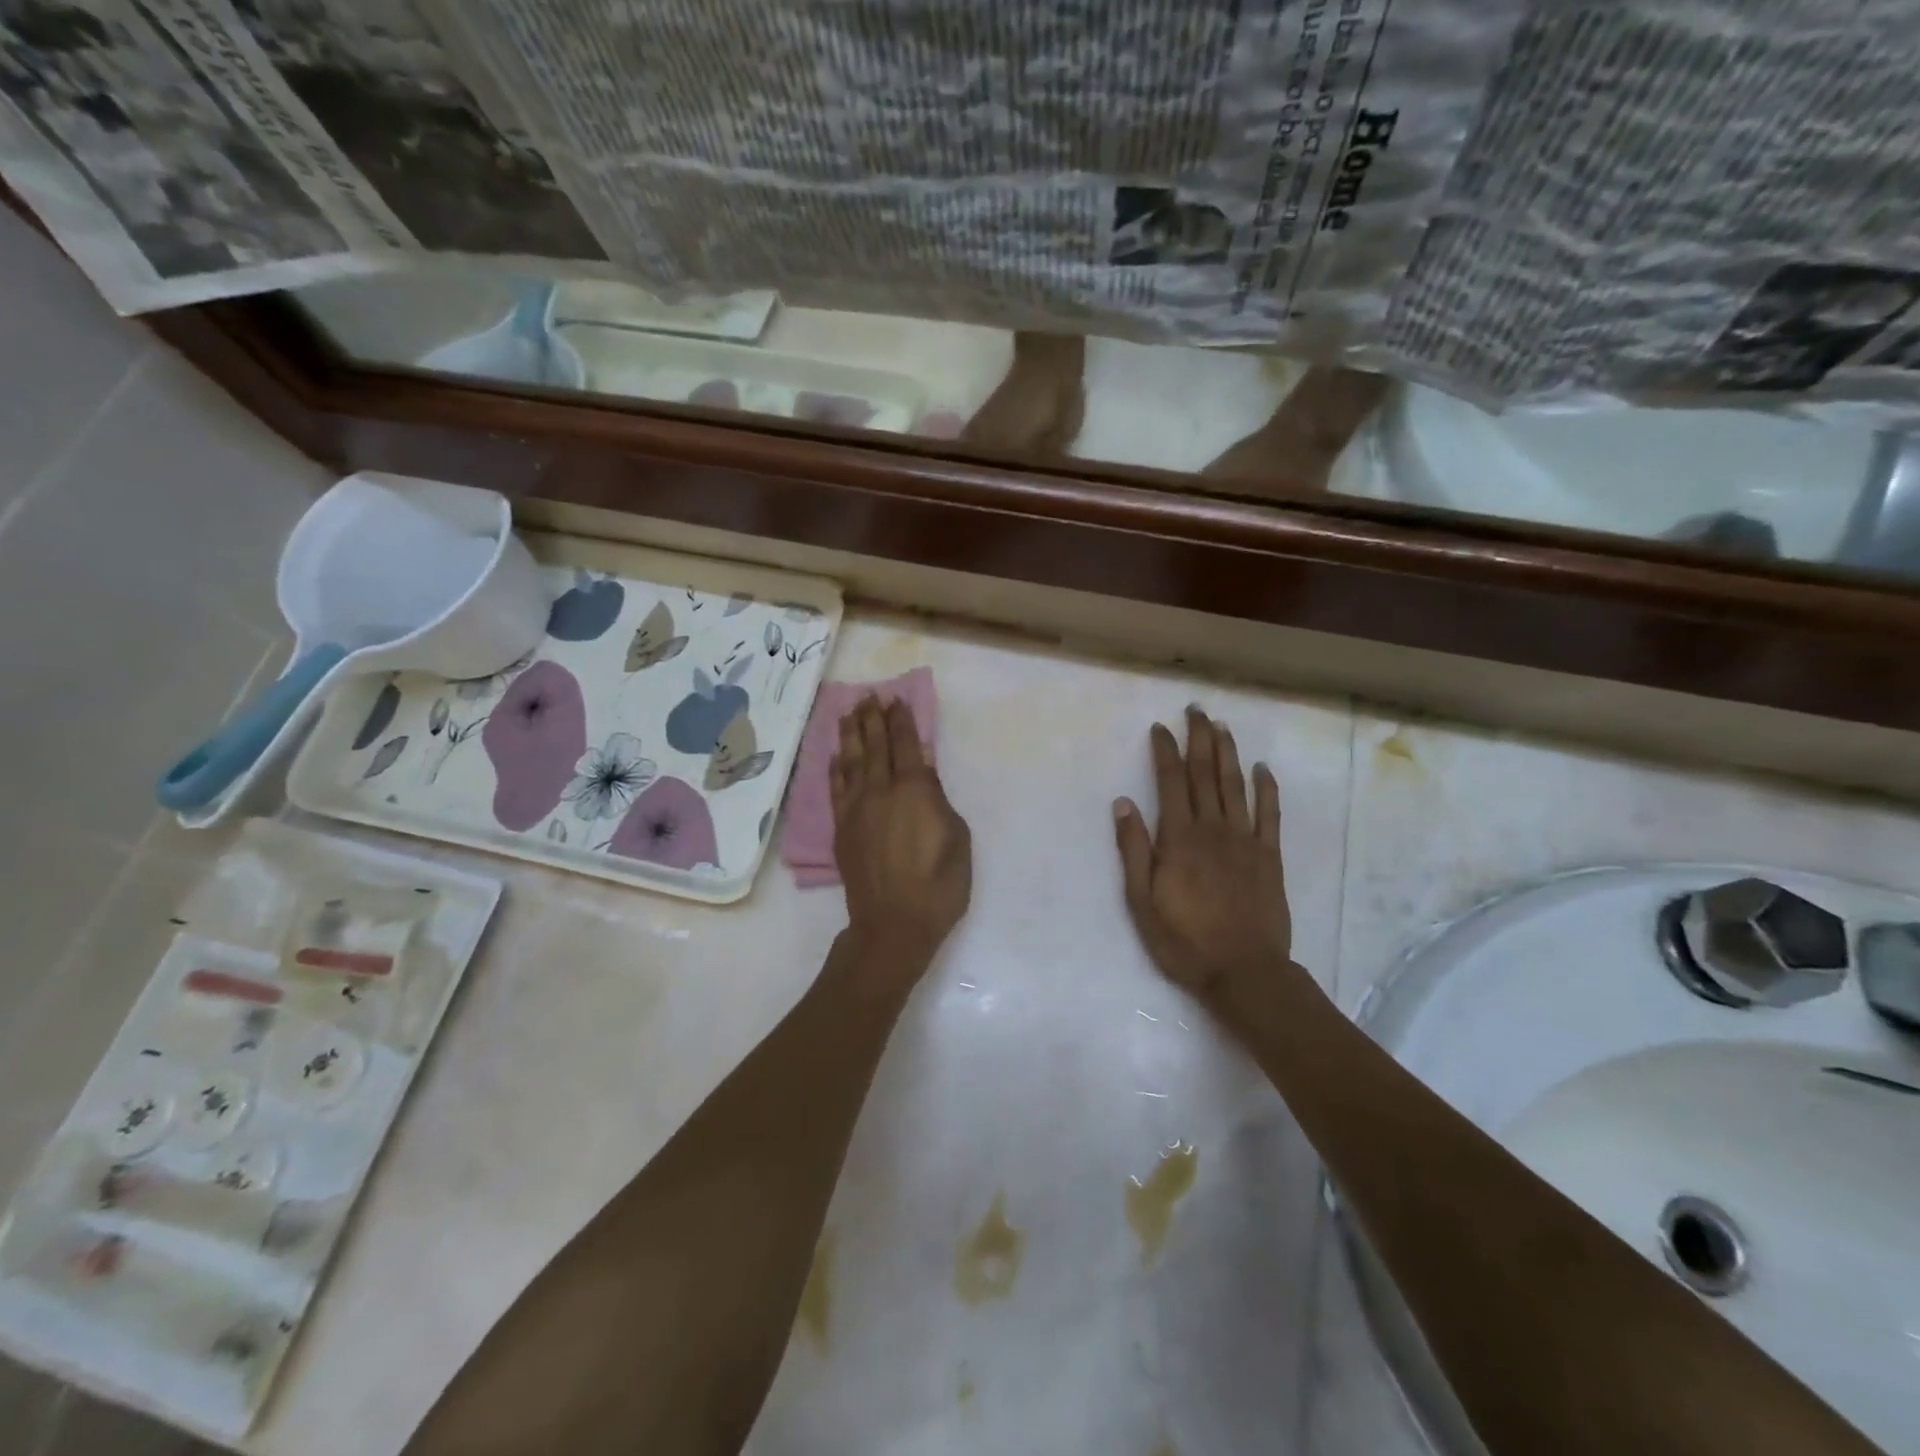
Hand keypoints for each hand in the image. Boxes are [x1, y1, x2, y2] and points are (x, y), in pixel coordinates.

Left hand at [832, 696, 972, 973]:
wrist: (894, 925)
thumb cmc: (939, 885)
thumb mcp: (957, 838)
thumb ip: (938, 799)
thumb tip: (922, 770)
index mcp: (913, 790)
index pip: (905, 745)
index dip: (901, 720)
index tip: (896, 700)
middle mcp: (880, 791)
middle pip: (874, 746)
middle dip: (873, 719)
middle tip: (869, 696)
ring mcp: (856, 810)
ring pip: (850, 762)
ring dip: (850, 735)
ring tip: (849, 714)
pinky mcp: (842, 829)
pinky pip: (836, 789)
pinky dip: (835, 769)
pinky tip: (835, 756)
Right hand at [1113, 706, 1291, 996]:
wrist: (1244, 971)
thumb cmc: (1184, 940)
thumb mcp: (1141, 902)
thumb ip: (1133, 850)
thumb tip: (1123, 804)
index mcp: (1179, 839)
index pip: (1170, 783)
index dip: (1165, 752)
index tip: (1160, 727)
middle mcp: (1212, 829)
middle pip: (1205, 774)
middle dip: (1198, 739)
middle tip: (1196, 710)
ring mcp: (1245, 840)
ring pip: (1235, 786)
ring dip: (1228, 753)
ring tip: (1222, 726)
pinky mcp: (1269, 856)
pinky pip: (1269, 814)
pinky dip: (1266, 788)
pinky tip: (1262, 768)